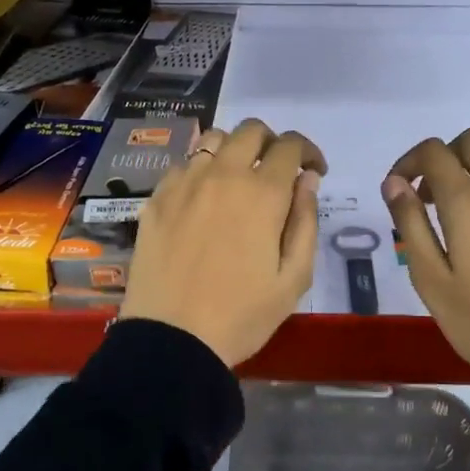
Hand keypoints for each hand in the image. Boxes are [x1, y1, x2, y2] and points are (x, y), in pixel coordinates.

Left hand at [122, 118, 326, 368]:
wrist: (171, 340)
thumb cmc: (242, 315)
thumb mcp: (293, 278)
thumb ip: (306, 222)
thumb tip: (307, 180)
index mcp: (262, 193)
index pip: (289, 146)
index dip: (308, 152)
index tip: (314, 173)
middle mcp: (222, 175)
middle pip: (250, 130)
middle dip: (272, 142)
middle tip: (277, 172)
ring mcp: (184, 184)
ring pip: (213, 141)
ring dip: (234, 151)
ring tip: (238, 181)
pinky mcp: (156, 200)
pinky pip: (183, 166)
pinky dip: (201, 172)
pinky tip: (202, 201)